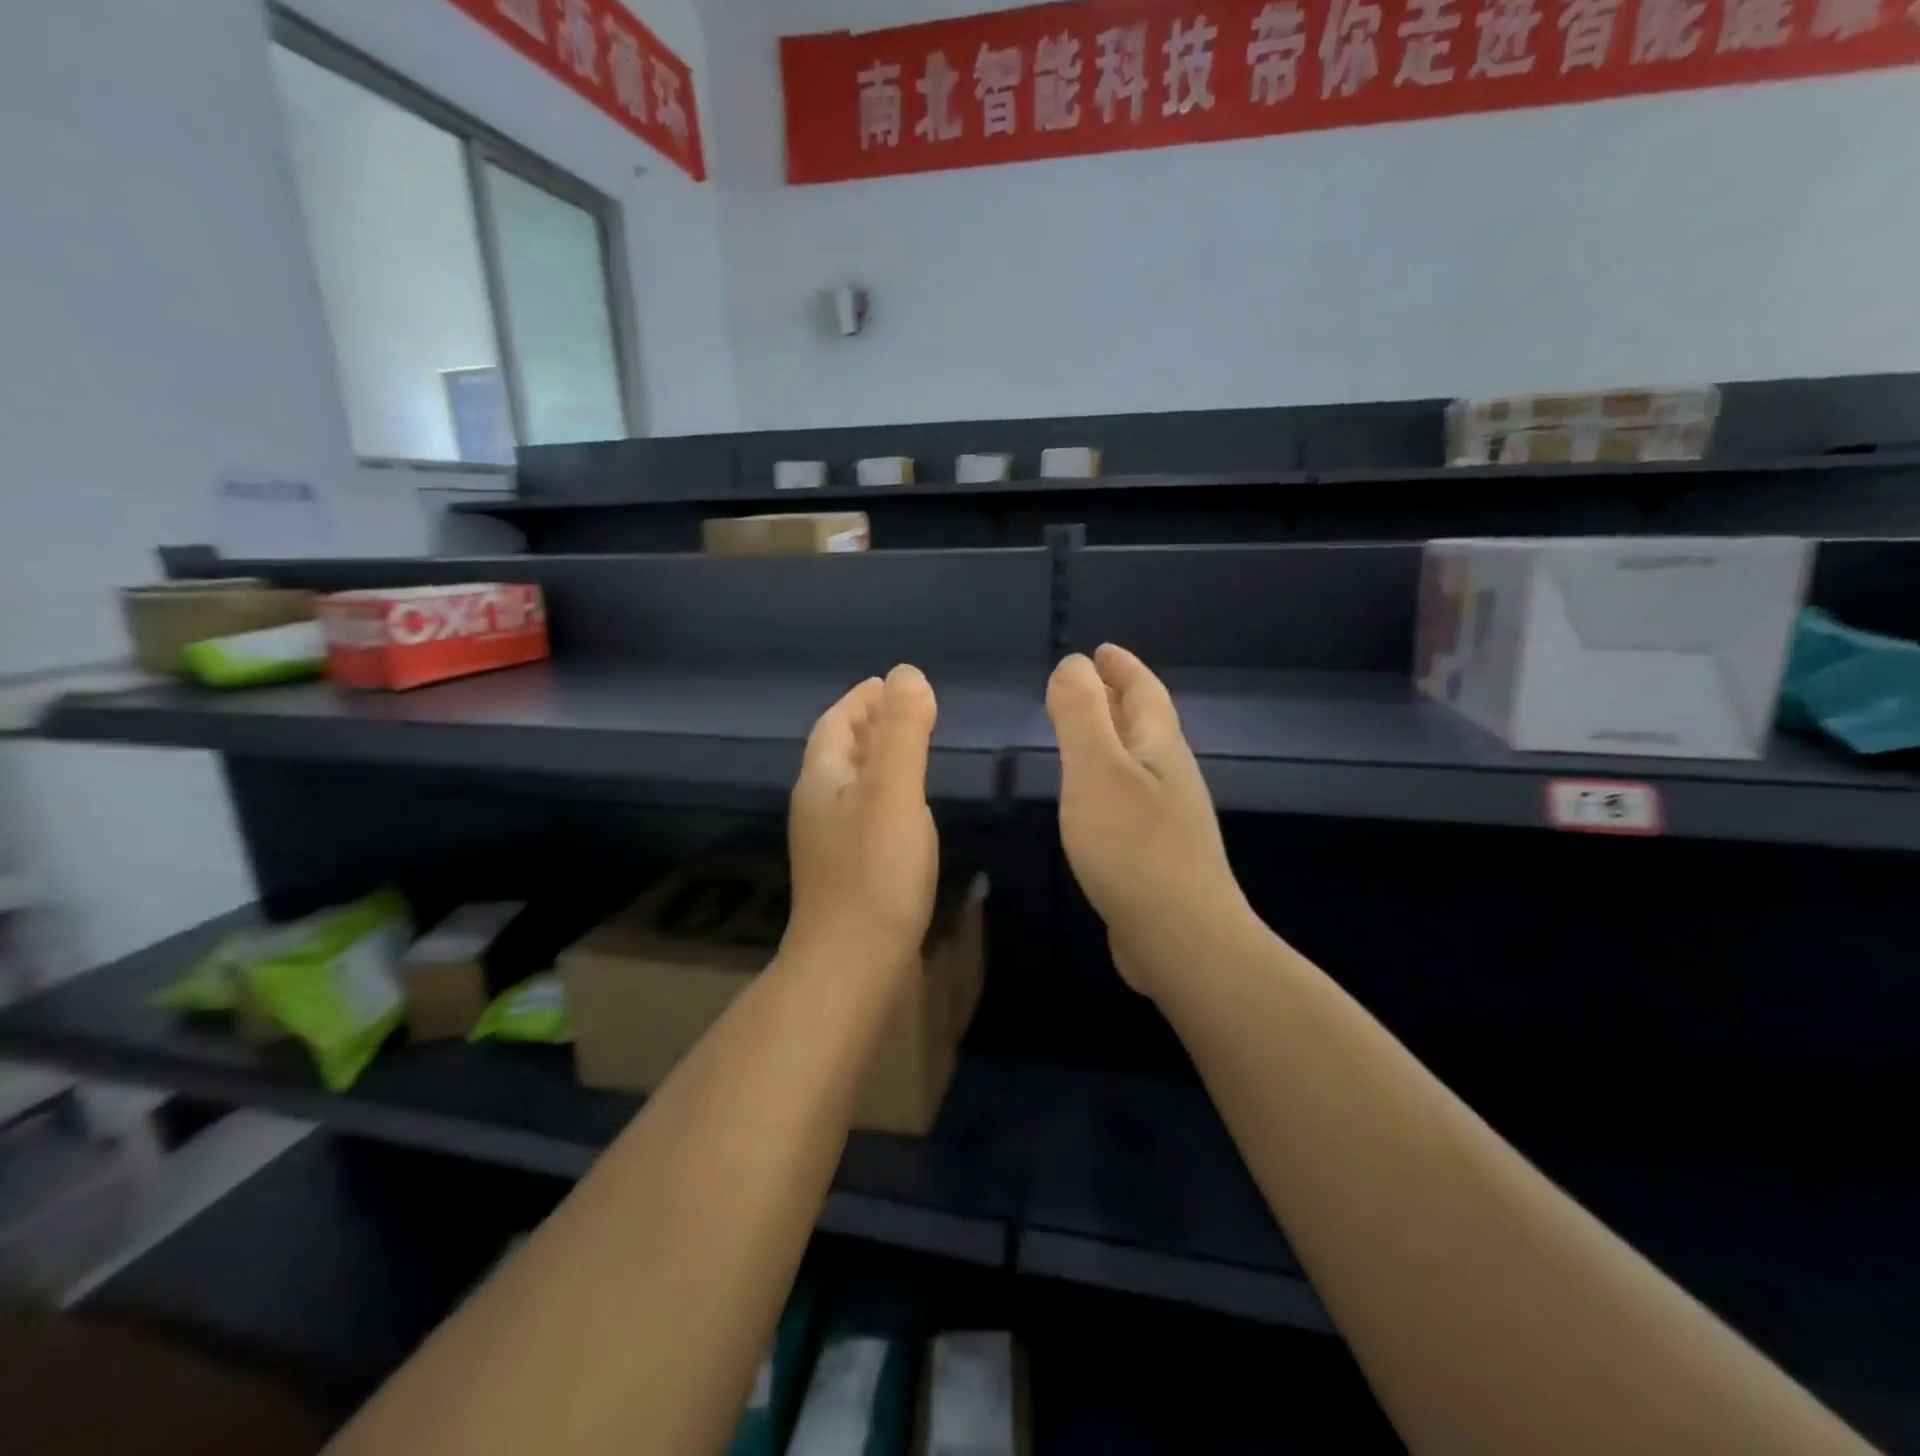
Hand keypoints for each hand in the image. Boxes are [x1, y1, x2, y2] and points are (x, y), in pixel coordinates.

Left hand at [787, 664, 939, 973]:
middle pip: (839, 751)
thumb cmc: (874, 872)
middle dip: (866, 724)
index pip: (835, 723)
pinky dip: (883, 792)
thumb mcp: (894, 791)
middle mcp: (817, 806)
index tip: (885, 682)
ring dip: (874, 758)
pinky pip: (863, 812)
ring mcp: (829, 842)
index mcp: (821, 779)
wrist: (851, 964)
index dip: (859, 699)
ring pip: (851, 784)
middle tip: (902, 708)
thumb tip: (907, 673)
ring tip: (908, 748)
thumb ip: (902, 731)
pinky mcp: (847, 870)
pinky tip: (905, 807)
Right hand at [1047, 644, 1253, 997]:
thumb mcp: (1096, 770)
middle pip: (1147, 724)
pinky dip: (1110, 782)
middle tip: (1090, 682)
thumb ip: (1081, 714)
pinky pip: (1131, 799)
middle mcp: (1171, 776)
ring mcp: (1170, 818)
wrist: (1182, 939)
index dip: (1122, 667)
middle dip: (1120, 698)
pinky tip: (1094, 801)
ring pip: (1140, 762)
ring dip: (1115, 740)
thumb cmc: (1133, 847)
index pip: (1143, 691)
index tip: (1101, 650)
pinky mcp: (1158, 855)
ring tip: (1087, 735)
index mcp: (1160, 748)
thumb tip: (1074, 664)